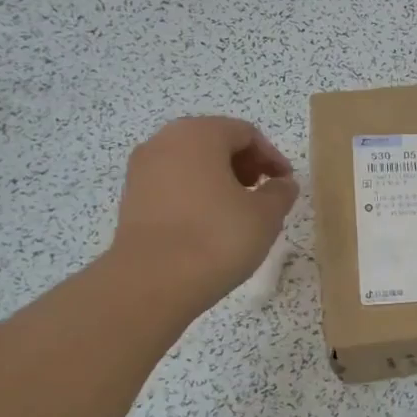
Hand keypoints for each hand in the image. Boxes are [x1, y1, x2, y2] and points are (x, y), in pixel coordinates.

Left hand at [110, 117, 298, 313]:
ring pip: (191, 163)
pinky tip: (208, 224)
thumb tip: (282, 184)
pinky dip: (194, 195)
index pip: (246, 133)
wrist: (151, 282)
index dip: (272, 157)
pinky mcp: (131, 198)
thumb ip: (280, 192)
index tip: (286, 184)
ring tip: (237, 212)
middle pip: (215, 142)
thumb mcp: (265, 215)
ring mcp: (142, 169)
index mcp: (200, 133)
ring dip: (218, 180)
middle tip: (263, 194)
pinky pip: (172, 184)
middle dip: (244, 165)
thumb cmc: (216, 238)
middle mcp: (165, 141)